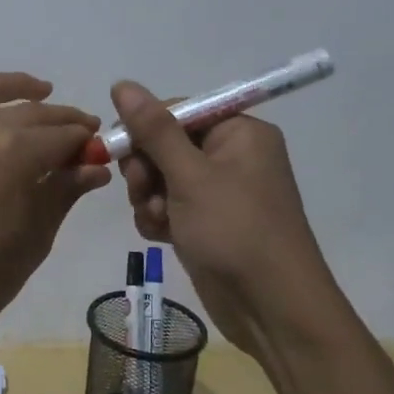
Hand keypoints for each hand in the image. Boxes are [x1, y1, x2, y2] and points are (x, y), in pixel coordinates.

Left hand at [0, 37, 111, 357]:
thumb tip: (93, 167)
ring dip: (13, 85)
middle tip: (78, 132)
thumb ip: (62, 194)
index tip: (99, 148)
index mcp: (17, 152)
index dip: (85, 143)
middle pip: (30, 113)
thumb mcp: (32, 241)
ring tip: (35, 87)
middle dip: (60, 119)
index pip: (62, 137)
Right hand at [108, 81, 334, 362]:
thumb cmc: (235, 231)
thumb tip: (123, 83)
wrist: (272, 310)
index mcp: (239, 132)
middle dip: (146, 168)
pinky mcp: (208, 222)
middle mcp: (232, 155)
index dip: (146, 128)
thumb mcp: (190, 176)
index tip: (121, 149)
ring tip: (157, 219)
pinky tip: (162, 236)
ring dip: (149, 197)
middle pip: (166, 143)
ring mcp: (220, 192)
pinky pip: (170, 205)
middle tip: (141, 190)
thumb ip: (154, 130)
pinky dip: (160, 217)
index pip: (178, 110)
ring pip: (162, 177)